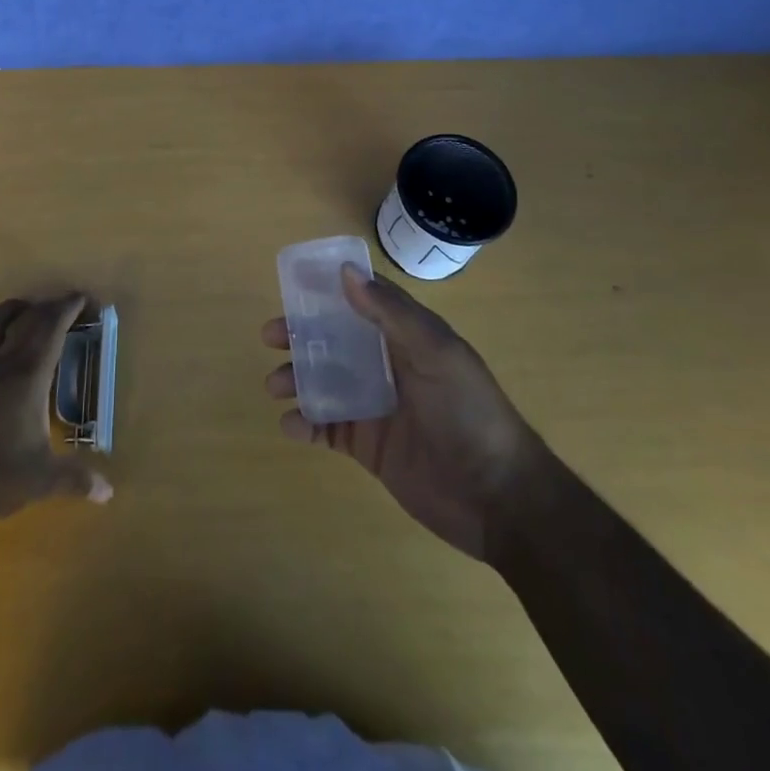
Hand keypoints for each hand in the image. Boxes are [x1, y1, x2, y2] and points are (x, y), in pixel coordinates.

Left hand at [0, 294, 112, 529]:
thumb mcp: (42, 480)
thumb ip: (76, 479)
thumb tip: (108, 492)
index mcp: (28, 376)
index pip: (51, 328)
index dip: (68, 308)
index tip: (83, 299)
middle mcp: (0, 364)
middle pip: (25, 320)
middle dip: (47, 307)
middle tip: (64, 307)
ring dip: (8, 312)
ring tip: (22, 310)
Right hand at [263, 264, 543, 559]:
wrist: (498, 498)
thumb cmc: (469, 412)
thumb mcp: (436, 353)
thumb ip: (391, 313)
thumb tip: (345, 272)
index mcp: (406, 336)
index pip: (363, 299)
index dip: (329, 288)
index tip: (293, 282)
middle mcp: (386, 364)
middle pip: (333, 339)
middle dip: (300, 334)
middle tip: (270, 336)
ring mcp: (375, 405)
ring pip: (324, 380)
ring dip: (296, 378)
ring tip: (276, 385)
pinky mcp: (367, 446)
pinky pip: (326, 428)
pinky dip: (305, 423)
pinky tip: (292, 425)